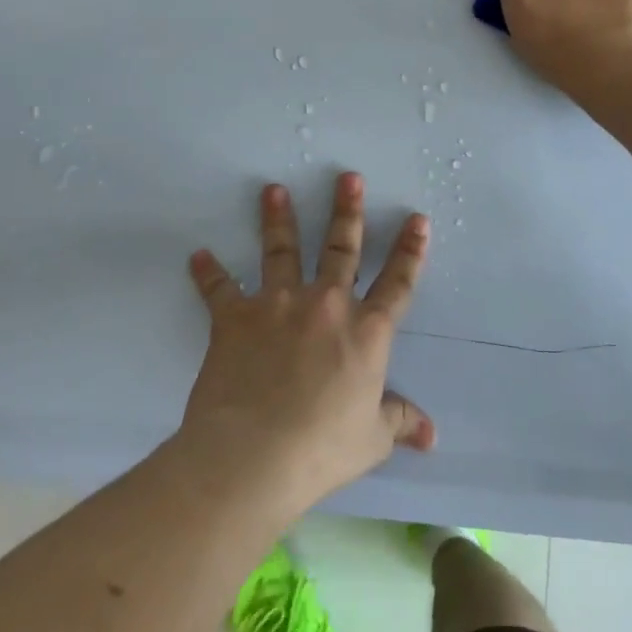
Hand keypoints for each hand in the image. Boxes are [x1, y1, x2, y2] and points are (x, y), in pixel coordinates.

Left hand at [180, 173, 433, 515]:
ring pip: (281, 251)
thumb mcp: (371, 439)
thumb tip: (432, 435)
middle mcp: (326, 305)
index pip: (397, 283)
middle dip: (347, 211)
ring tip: (273, 190)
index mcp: (366, 332)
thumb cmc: (322, 448)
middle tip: (348, 177)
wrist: (255, 454)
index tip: (416, 219)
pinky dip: (208, 273)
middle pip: (341, 249)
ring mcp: (279, 305)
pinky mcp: (236, 317)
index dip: (410, 251)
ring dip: (278, 218)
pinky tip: (198, 256)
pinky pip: (219, 289)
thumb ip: (400, 423)